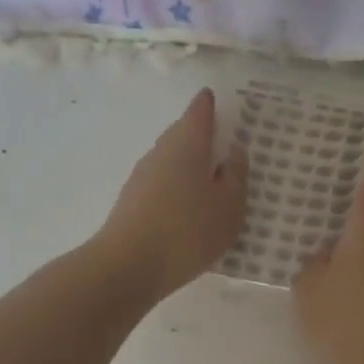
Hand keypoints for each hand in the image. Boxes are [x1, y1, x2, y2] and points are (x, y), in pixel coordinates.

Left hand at [96, 89, 247, 303]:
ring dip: (188, 161)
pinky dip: (178, 183)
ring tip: (209, 174)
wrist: (128, 267)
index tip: (214, 97)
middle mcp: (161, 152)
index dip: (208, 104)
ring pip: (170, 158)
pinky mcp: (133, 202)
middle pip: (181, 133)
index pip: (198, 112)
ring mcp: (142, 177)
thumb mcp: (229, 206)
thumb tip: (233, 151)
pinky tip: (188, 203)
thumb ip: (236, 176)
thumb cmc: (188, 230)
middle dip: (199, 133)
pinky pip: (163, 181)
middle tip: (220, 137)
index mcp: (187, 144)